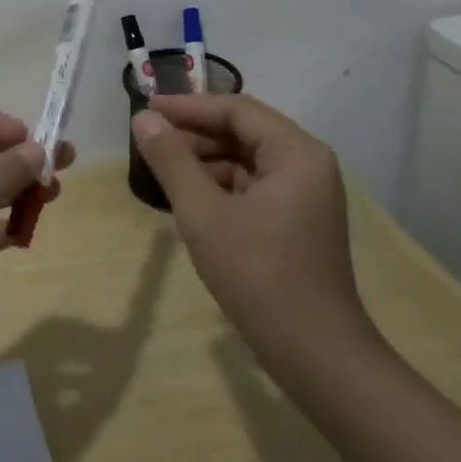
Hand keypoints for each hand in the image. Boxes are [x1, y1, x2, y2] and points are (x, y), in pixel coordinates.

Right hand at [131, 94, 369, 353]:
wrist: (316, 355)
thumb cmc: (259, 276)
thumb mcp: (203, 214)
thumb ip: (171, 160)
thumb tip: (143, 118)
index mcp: (296, 153)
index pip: (236, 109)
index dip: (188, 106)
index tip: (146, 107)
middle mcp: (307, 164)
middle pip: (244, 131)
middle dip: (195, 133)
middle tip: (149, 140)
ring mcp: (306, 194)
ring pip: (247, 158)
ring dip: (205, 159)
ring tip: (163, 168)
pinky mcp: (298, 220)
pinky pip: (254, 184)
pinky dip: (221, 184)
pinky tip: (190, 197)